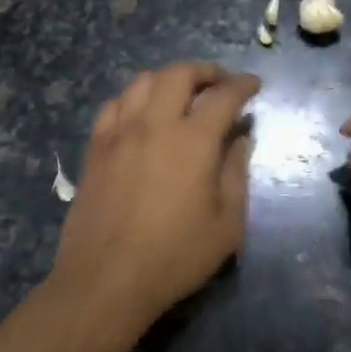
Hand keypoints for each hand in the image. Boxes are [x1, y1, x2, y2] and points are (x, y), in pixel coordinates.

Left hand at [52, 62, 259, 334]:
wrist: (106, 280)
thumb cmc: (175, 257)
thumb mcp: (226, 226)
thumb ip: (236, 174)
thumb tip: (241, 138)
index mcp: (193, 141)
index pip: (223, 96)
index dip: (243, 85)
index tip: (254, 85)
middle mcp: (155, 124)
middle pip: (179, 74)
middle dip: (205, 71)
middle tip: (220, 84)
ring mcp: (120, 133)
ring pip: (143, 82)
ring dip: (169, 79)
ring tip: (182, 95)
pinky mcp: (96, 148)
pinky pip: (114, 105)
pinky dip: (134, 99)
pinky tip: (142, 115)